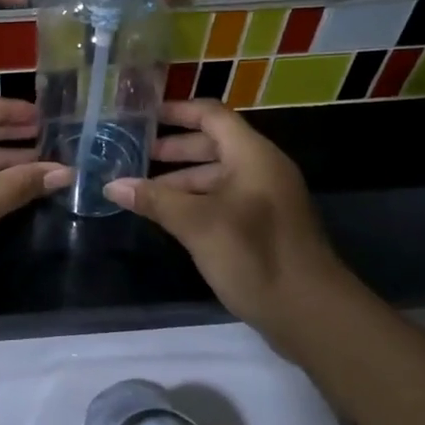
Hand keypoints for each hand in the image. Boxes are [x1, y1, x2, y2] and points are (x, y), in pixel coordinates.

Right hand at [103, 99, 347, 358]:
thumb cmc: (255, 256)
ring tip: (143, 190)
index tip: (142, 116)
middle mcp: (261, 168)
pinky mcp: (265, 225)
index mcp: (252, 155)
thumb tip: (112, 185)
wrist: (312, 313)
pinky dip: (197, 200)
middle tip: (134, 155)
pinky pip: (225, 199)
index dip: (177, 111)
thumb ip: (155, 200)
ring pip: (217, 175)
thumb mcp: (198, 224)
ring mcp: (265, 198)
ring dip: (182, 179)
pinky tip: (170, 217)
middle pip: (213, 143)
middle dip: (173, 148)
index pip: (212, 115)